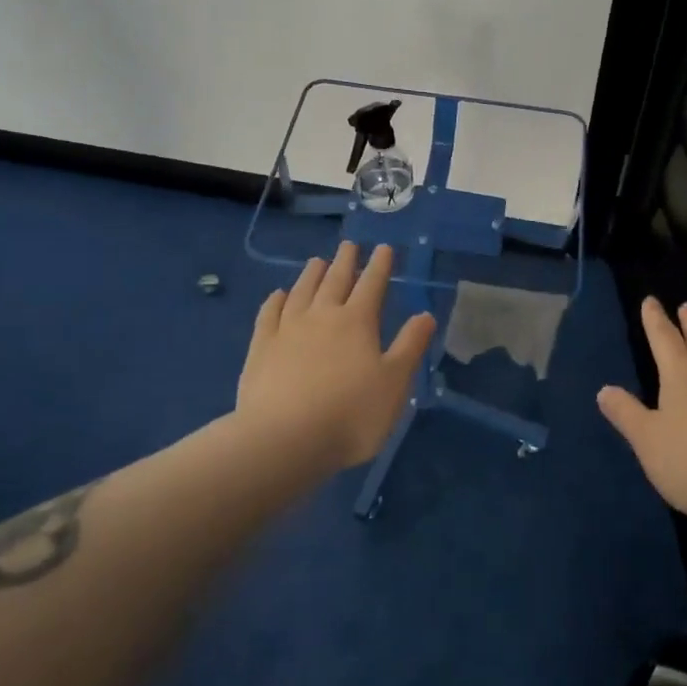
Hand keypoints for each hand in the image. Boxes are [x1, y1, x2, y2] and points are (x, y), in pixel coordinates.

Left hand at [236, 242, 436, 472]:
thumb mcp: (394, 384)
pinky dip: (275, 300)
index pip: (372, 285)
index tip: (384, 248)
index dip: (379, 265)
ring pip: (302, 291)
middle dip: (346, 261)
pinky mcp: (260, 348)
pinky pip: (269, 314)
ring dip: (311, 274)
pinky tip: (278, 295)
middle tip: (349, 245)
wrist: (283, 440)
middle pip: (335, 280)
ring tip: (317, 261)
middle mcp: (322, 316)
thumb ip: (410, 346)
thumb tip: (426, 315)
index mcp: (357, 322)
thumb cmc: (350, 415)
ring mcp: (287, 329)